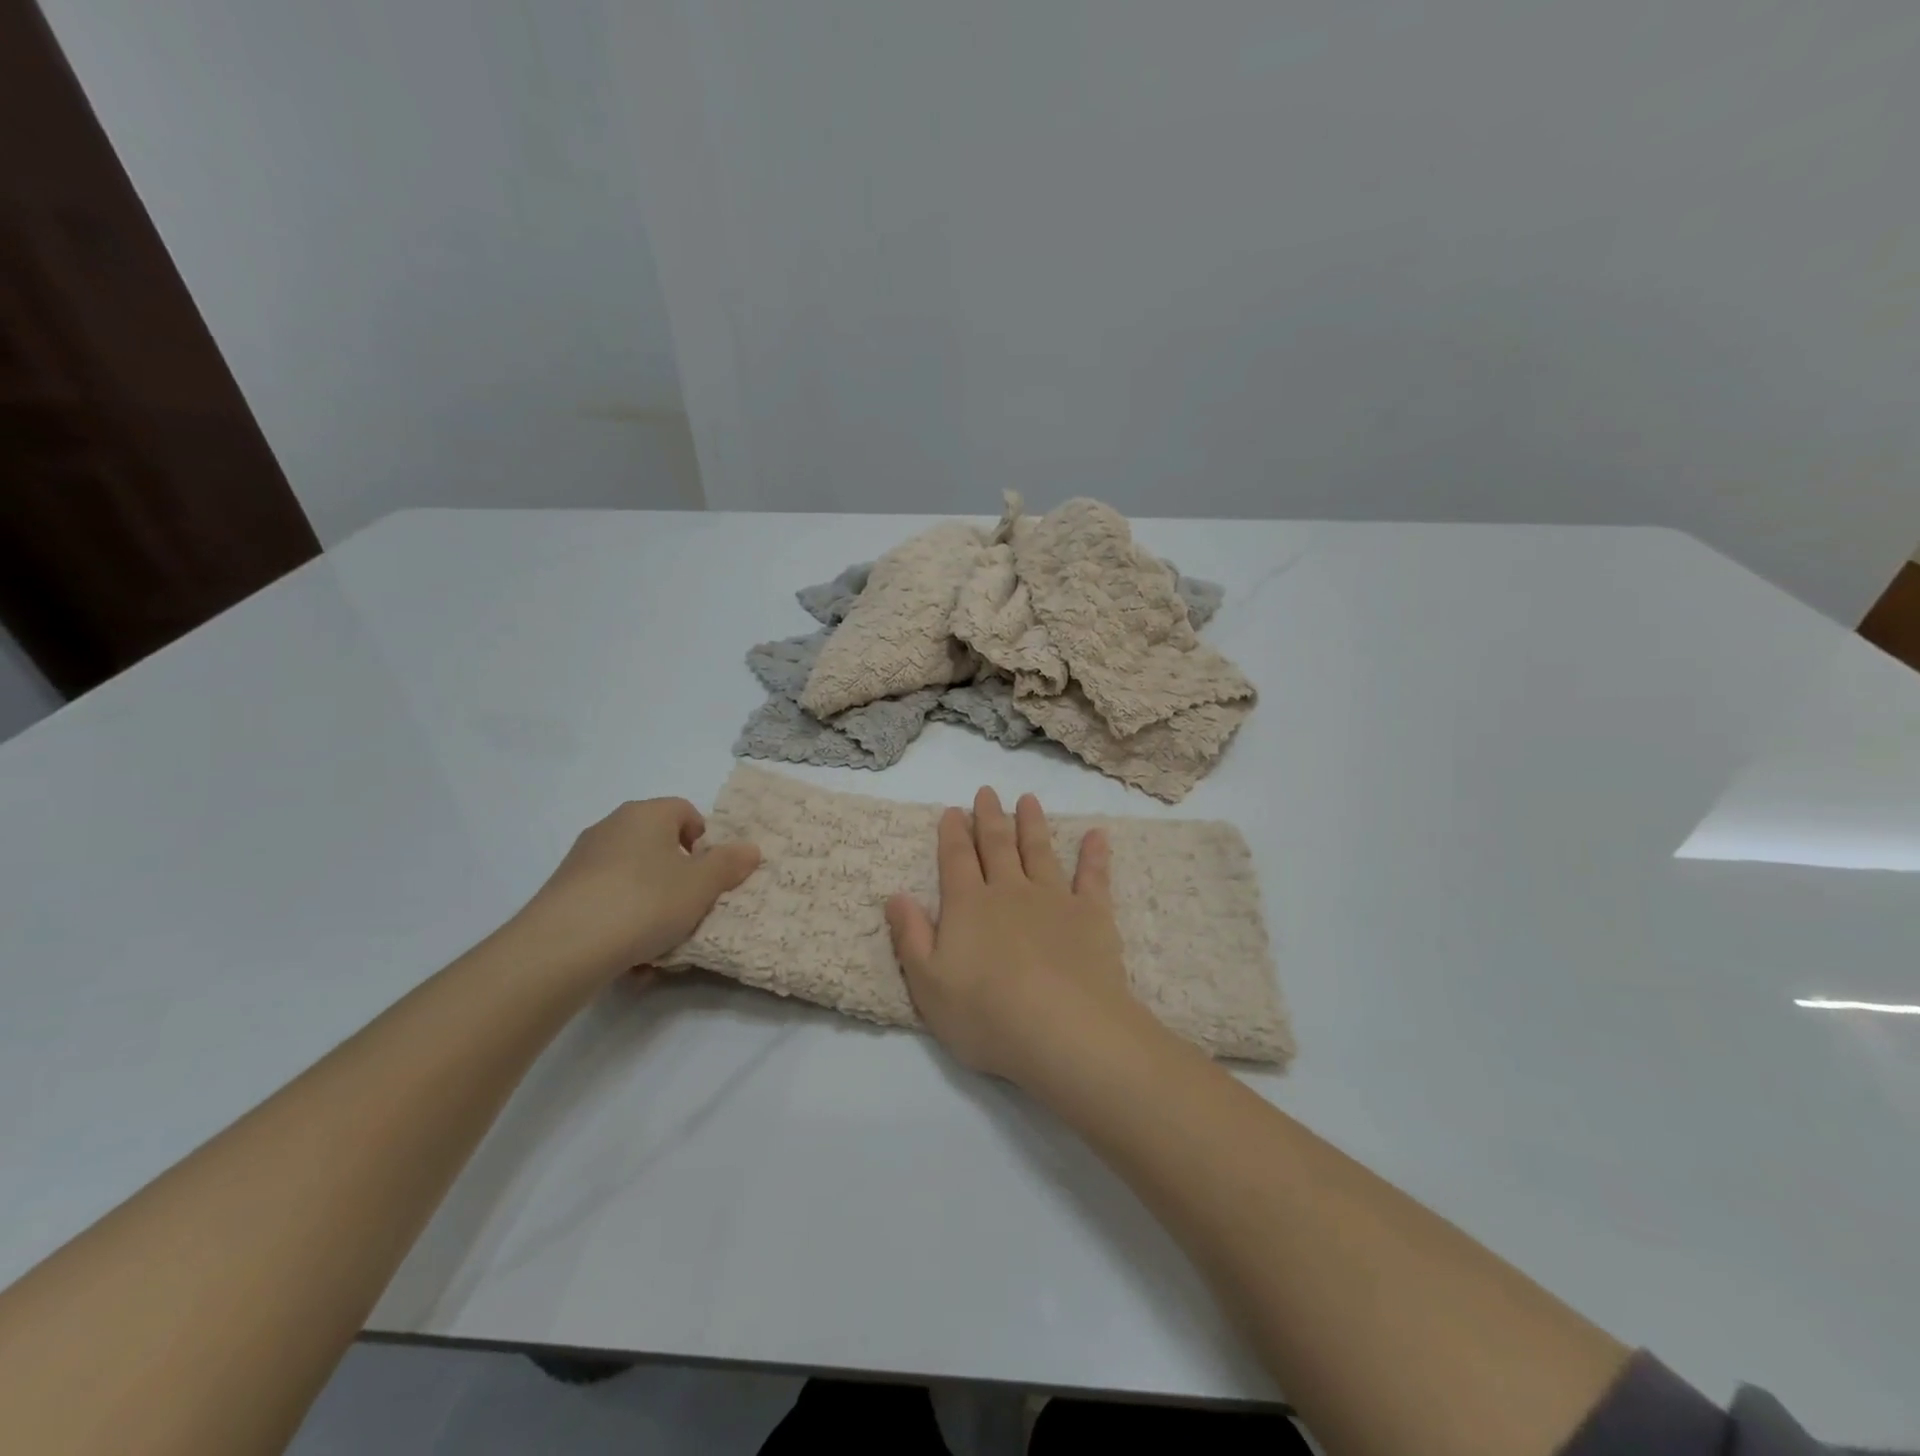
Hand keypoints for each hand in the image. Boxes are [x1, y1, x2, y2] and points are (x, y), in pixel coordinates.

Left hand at [519, 799, 759, 979]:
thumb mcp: (701, 886)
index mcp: (647, 814)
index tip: (709, 874)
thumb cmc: (645, 902)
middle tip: (690, 906)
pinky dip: (621, 920)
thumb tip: (750, 849)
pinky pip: (606, 900)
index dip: (703, 840)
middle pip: (657, 844)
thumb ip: (729, 865)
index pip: (685, 811)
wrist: (562, 947)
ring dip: (650, 902)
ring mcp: (582, 859)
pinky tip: (628, 954)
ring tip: (659, 940)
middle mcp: (612, 826)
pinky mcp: (562, 892)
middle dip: (677, 875)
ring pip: (632, 876)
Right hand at [885, 787, 1134, 1083]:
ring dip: (1032, 824)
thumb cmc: (986, 1014)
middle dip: (989, 818)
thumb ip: (911, 936)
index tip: (952, 810)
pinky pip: (1093, 877)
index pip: (957, 860)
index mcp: (969, 906)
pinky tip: (1097, 835)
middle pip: (997, 846)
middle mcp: (1010, 891)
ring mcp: (1054, 899)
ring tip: (1028, 799)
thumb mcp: (928, 984)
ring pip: (1040, 851)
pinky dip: (1094, 854)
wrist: (1063, 1029)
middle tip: (987, 792)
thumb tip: (895, 896)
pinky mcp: (1092, 915)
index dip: (952, 834)